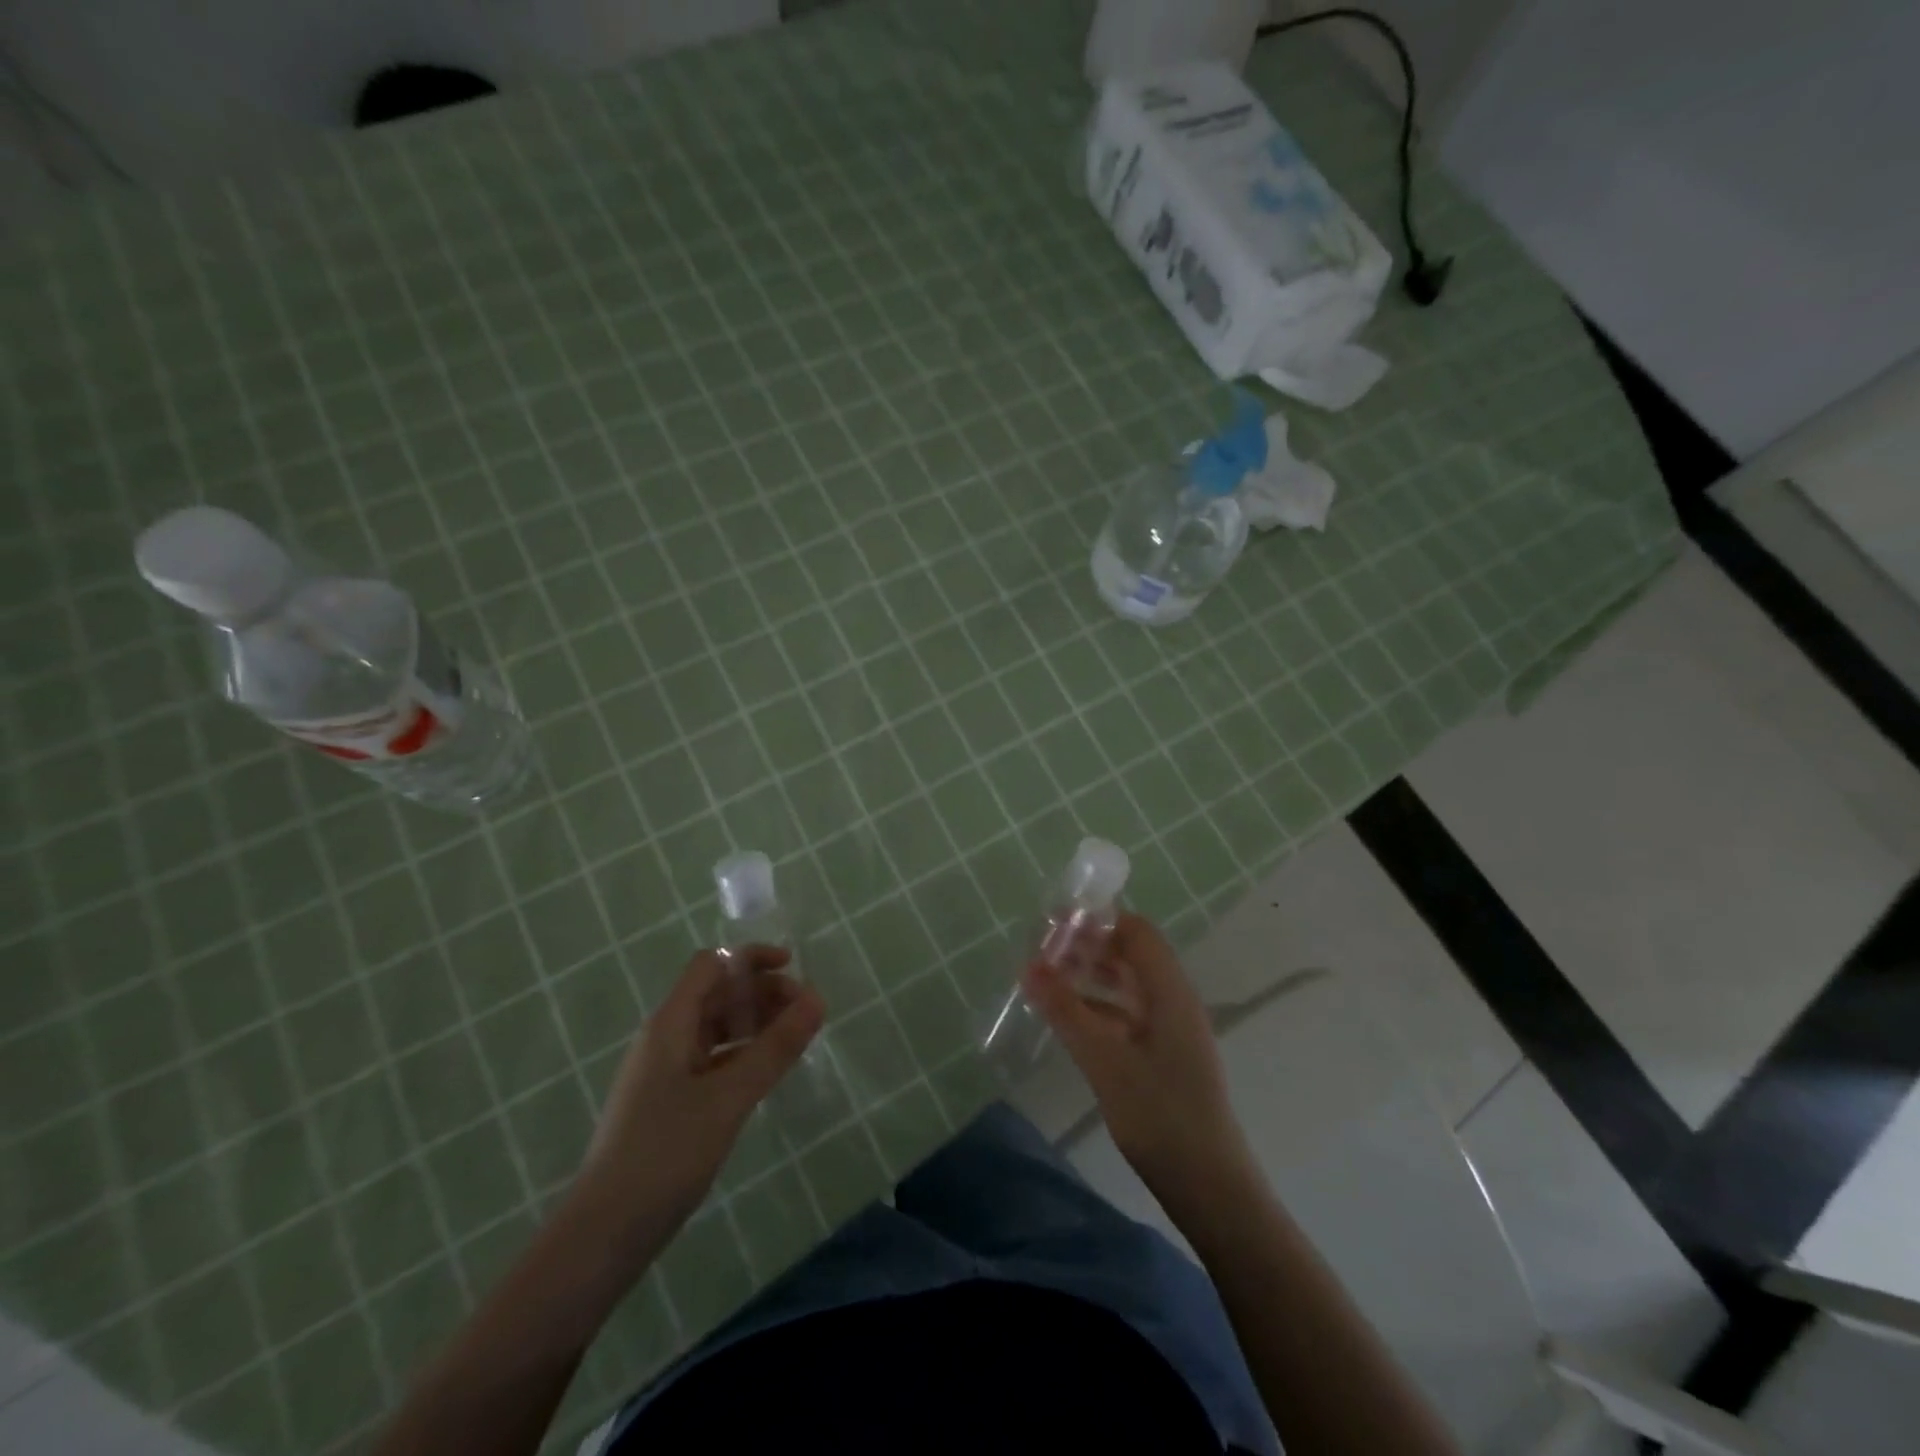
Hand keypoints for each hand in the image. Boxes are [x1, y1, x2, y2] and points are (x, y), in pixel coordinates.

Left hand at [574, 946, 823, 1240]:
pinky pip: (713, 1060)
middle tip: (806, 1012)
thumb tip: (818, 999)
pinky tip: (768, 1074)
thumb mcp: (729, 1098)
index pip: (711, 965)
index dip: (751, 958)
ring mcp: (665, 1072)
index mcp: (670, 1024)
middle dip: (762, 993)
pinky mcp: (670, 1103)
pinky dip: (743, 1055)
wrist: (602, 1236)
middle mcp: (665, 1038)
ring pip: (716, 1029)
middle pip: (717, 995)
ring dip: (755, 1024)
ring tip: (795, 1039)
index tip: (794, 969)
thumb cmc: (664, 1154)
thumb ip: (775, 1048)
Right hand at [1022, 913, 1250, 1195]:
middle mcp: (1173, 1000)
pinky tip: (1068, 1019)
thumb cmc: (1160, 1115)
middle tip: (1042, 954)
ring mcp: (1171, 1028)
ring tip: (1047, 981)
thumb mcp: (1104, 1060)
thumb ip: (1066, 1010)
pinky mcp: (1164, 1054)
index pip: (1135, 930)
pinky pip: (1127, 1013)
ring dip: (1090, 976)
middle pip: (1130, 954)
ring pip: (1127, 984)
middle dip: (1087, 947)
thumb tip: (1028, 967)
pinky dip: (1097, 1006)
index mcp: (1169, 990)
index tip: (1054, 926)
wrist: (1210, 1186)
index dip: (1096, 920)